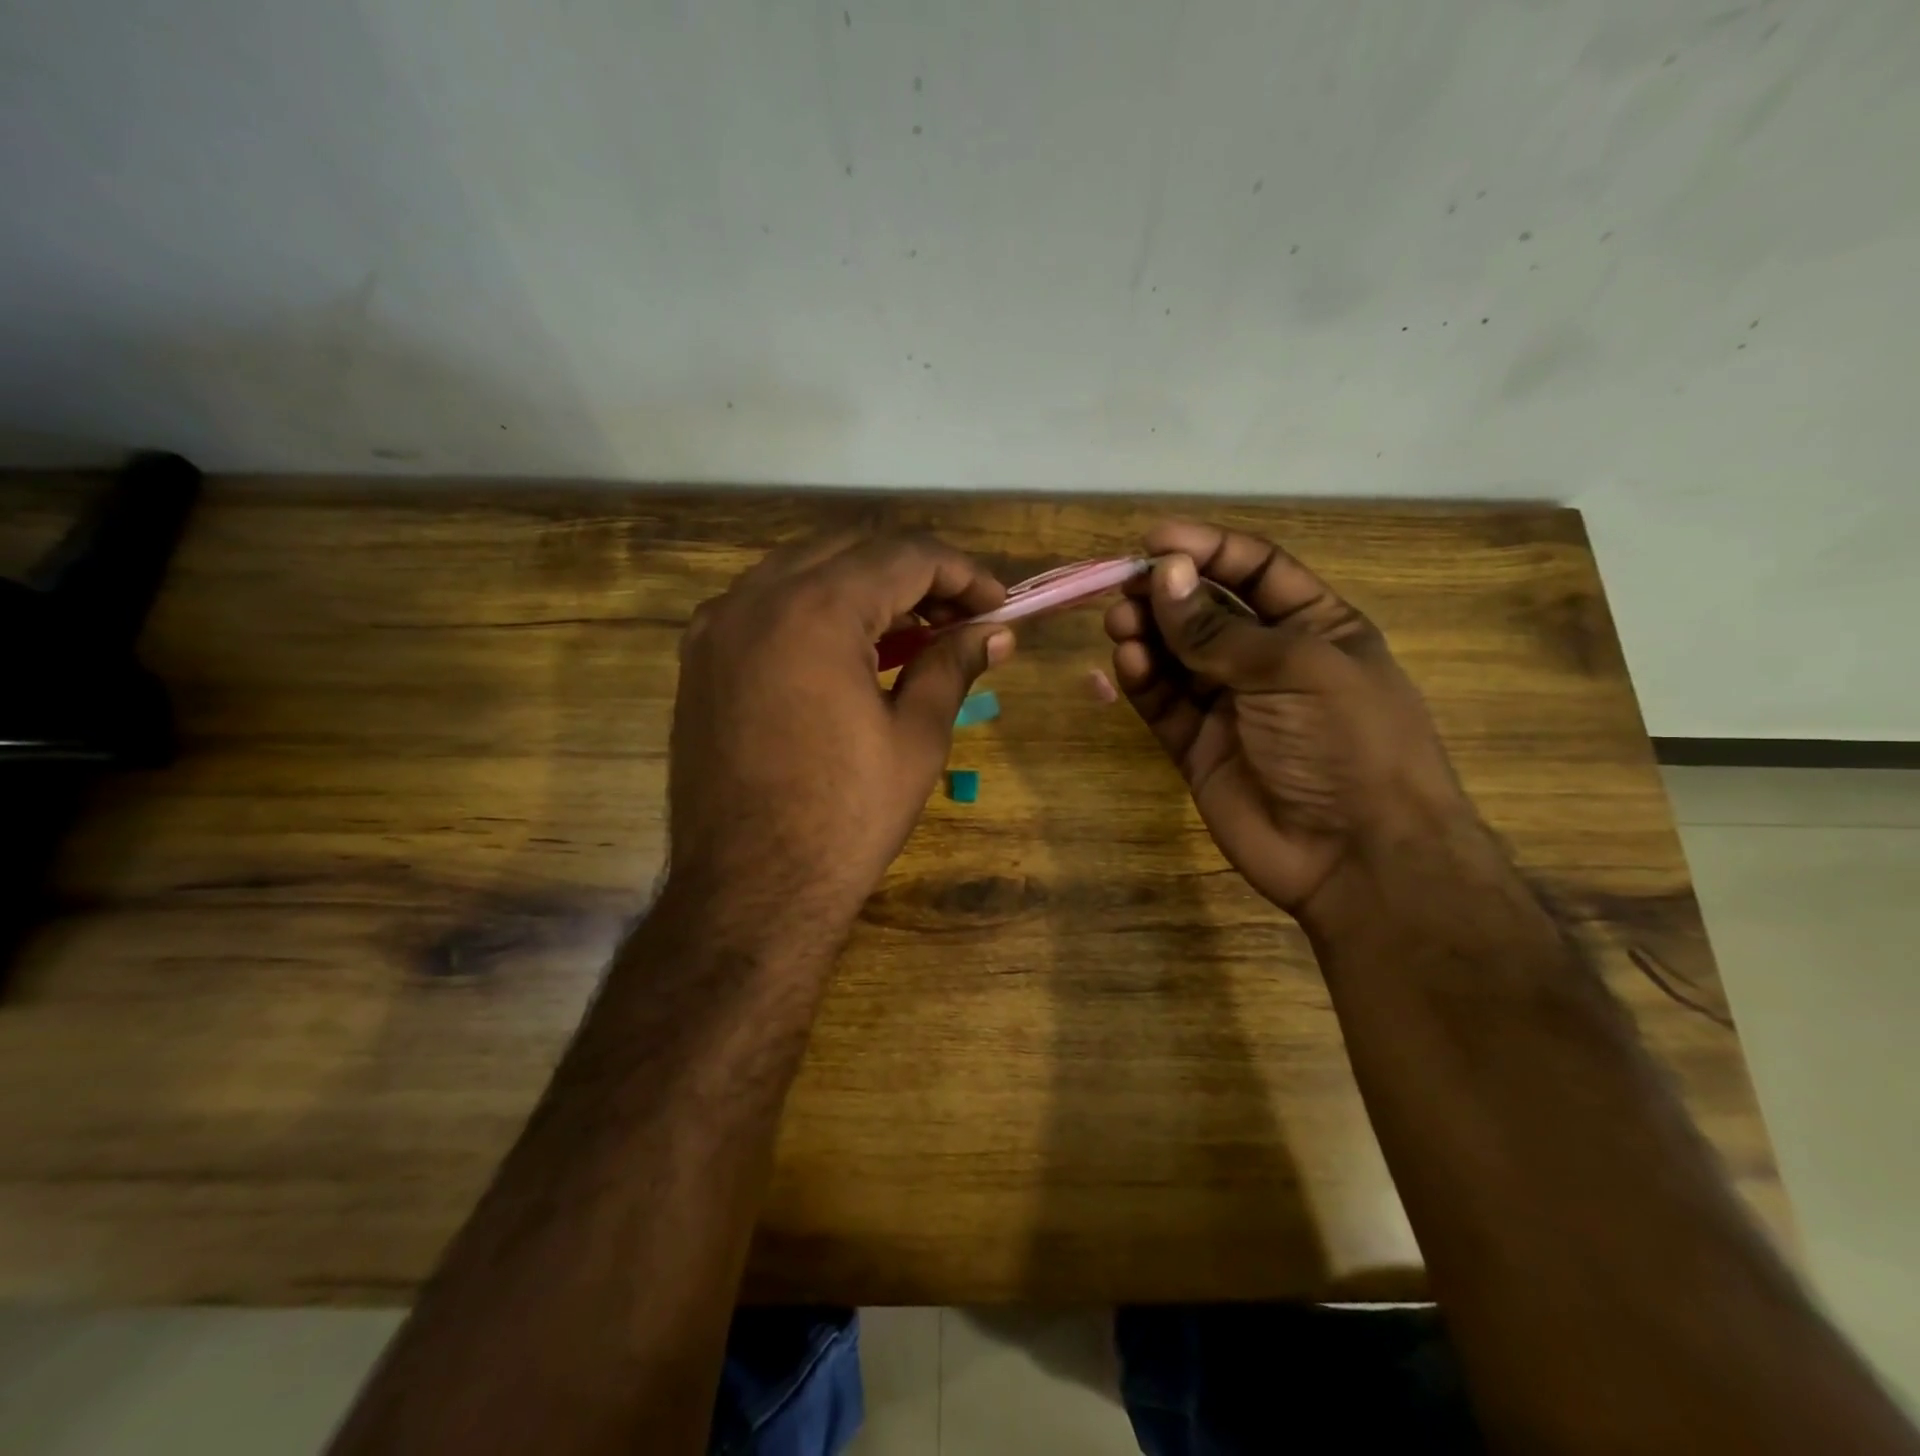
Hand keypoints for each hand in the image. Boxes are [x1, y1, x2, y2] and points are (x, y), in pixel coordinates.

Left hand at [666, 532, 1012, 944]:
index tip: (999, 606)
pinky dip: (815, 608)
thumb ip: (952, 666)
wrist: (749, 890)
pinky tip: (846, 649)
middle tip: (961, 618)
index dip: (962, 573)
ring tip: (912, 632)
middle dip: (916, 575)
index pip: (904, 556)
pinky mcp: (699, 658)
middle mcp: (757, 598)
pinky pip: (765, 604)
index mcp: (816, 610)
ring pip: (804, 570)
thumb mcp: (916, 738)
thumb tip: (996, 633)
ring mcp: (717, 626)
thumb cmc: (845, 818)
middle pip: (853, 551)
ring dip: (865, 587)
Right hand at [1104, 521, 1469, 918]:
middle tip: (1123, 588)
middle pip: (1207, 611)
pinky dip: (1142, 681)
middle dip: (1167, 594)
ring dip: (1147, 634)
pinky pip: (1163, 703)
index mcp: (1314, 627)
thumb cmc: (1344, 742)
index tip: (1154, 541)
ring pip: (1177, 656)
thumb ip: (1218, 627)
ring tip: (1120, 623)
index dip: (1207, 549)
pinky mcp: (1197, 747)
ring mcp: (1230, 706)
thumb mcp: (1292, 668)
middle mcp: (1268, 661)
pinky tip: (1128, 664)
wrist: (1355, 856)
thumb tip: (1163, 575)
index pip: (1256, 569)